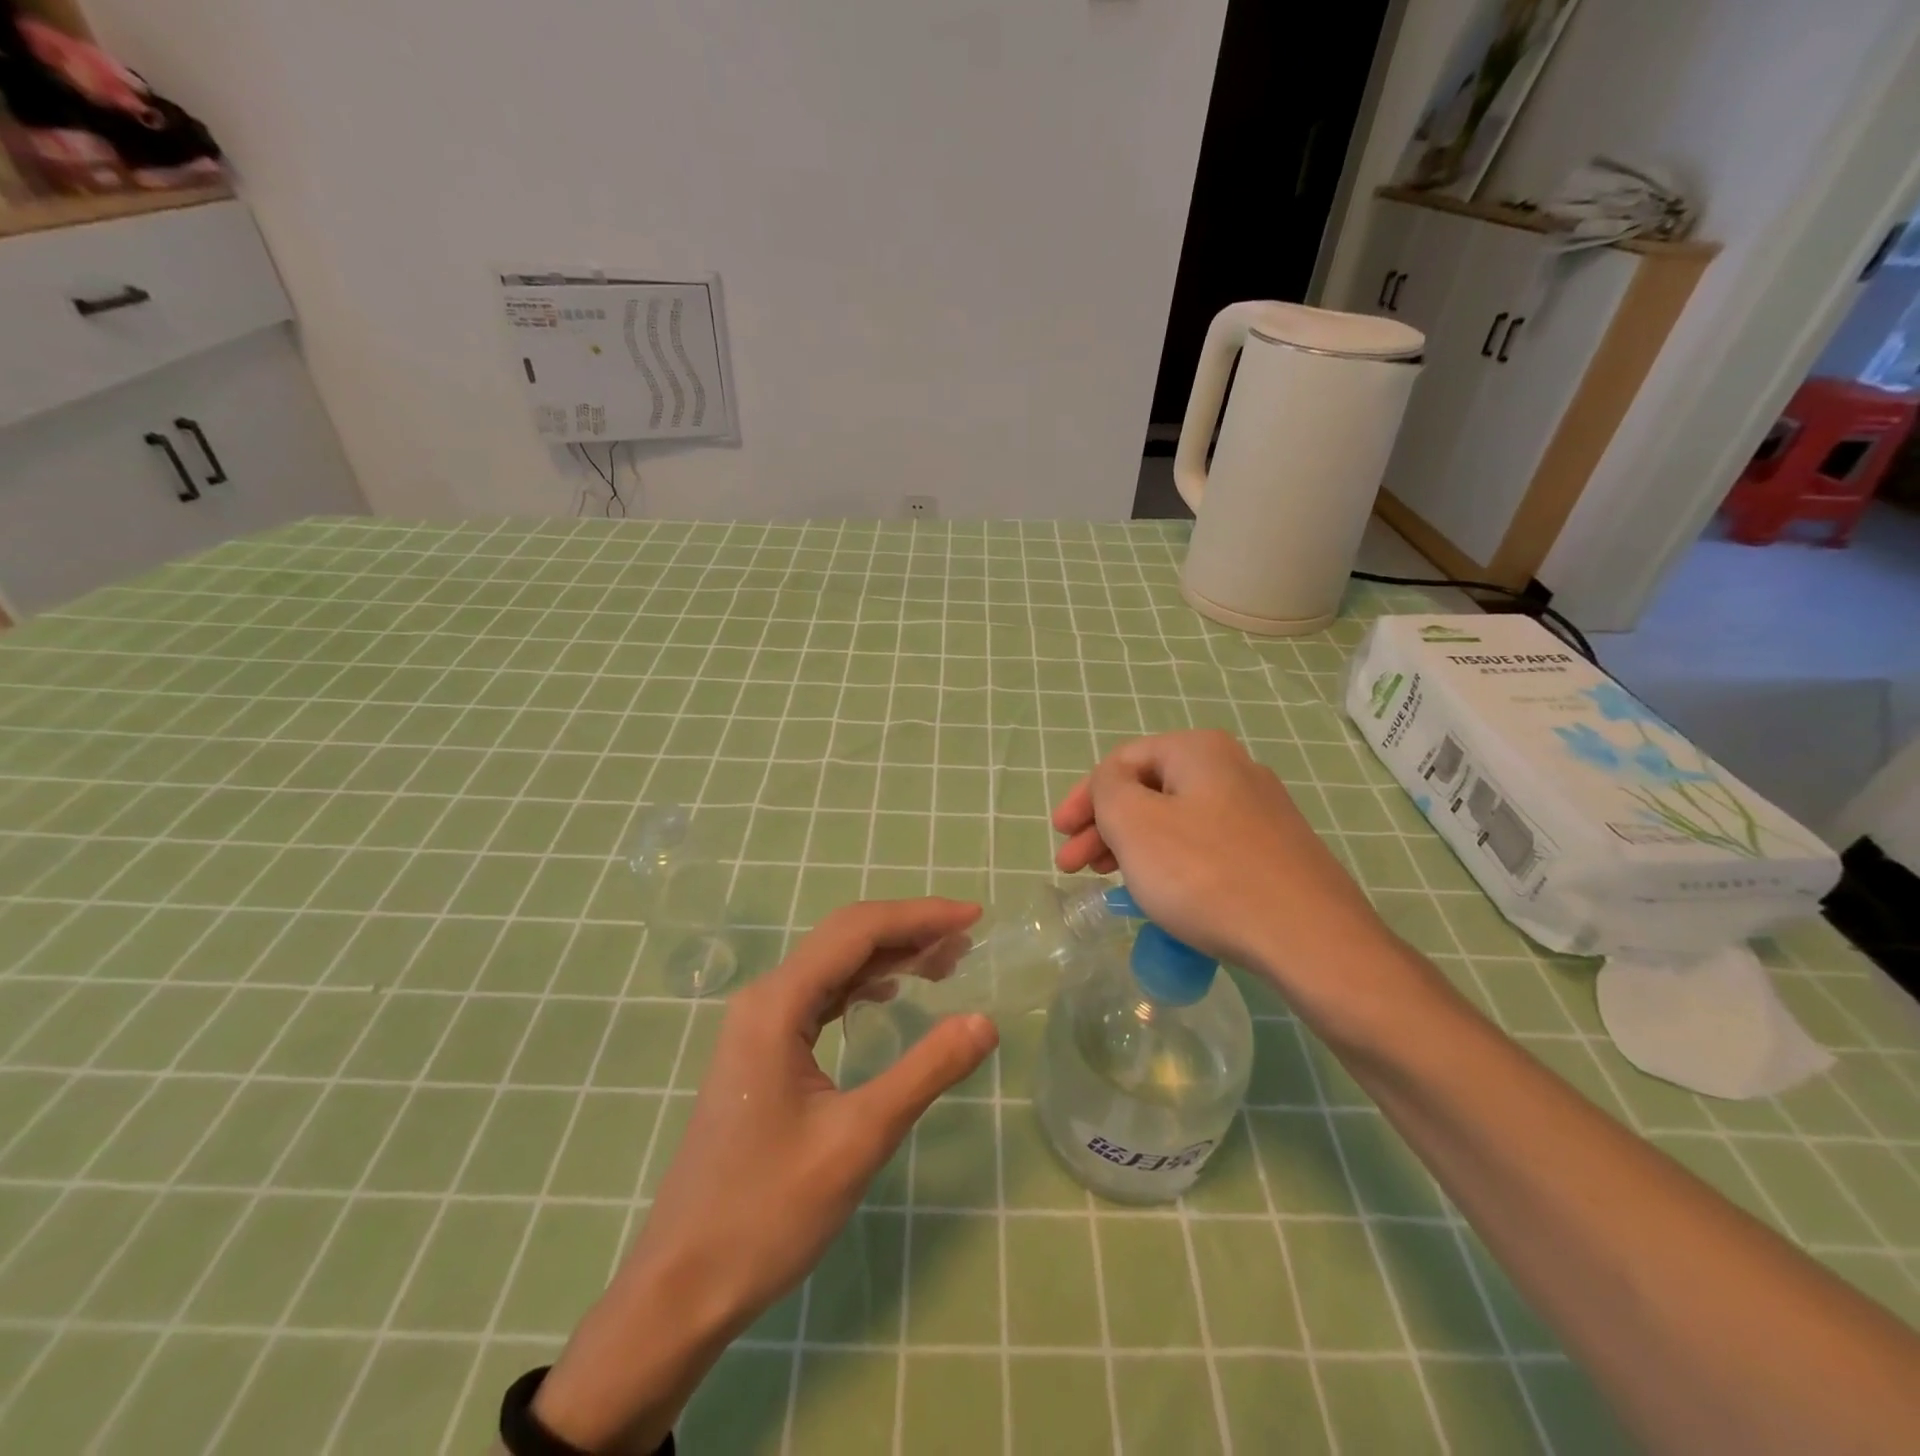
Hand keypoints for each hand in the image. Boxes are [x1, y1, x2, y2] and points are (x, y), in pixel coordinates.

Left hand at [532, 899, 998, 1452]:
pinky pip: (821, 996)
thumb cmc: (767, 1212)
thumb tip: (986, 1022)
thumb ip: (925, 1072)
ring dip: (889, 956)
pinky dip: (864, 984)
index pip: (858, 932)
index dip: (920, 916)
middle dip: (909, 930)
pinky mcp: (762, 1051)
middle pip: (845, 938)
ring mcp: (759, 1024)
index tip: (974, 915)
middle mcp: (764, 999)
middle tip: (968, 940)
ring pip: (834, 966)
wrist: (681, 1287)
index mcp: (777, 1004)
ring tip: (946, 963)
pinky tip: (891, 993)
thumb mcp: (858, 1139)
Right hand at [1052, 730, 1401, 1000]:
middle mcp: (1233, 769)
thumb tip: (1112, 785)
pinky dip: (1170, 863)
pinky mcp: (1274, 852)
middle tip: (1075, 867)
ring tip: (1110, 882)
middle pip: (1149, 790)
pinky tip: (1160, 894)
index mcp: (1199, 751)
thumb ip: (1106, 789)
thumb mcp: (1134, 823)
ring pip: (1176, 821)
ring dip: (1133, 847)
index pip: (1122, 761)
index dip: (1082, 796)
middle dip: (1103, 826)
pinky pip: (1205, 847)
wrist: (1309, 940)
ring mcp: (1260, 812)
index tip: (1059, 835)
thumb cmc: (1206, 874)